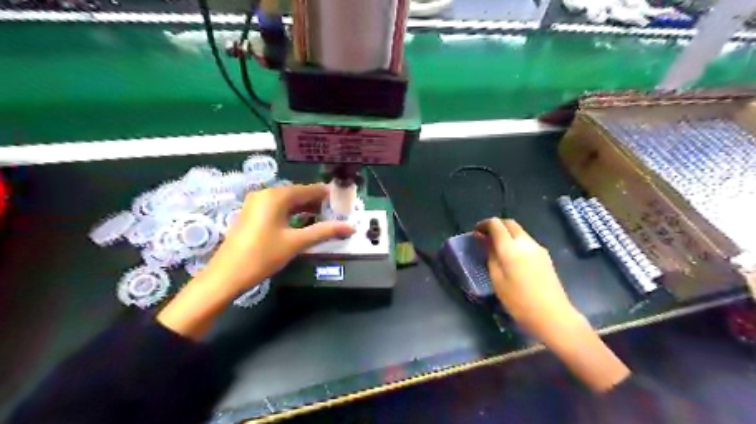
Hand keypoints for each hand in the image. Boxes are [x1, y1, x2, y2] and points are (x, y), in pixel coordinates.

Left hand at [158, 184, 356, 338]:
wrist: (226, 276)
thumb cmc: (263, 255)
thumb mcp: (296, 242)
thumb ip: (324, 231)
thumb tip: (350, 227)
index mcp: (276, 196)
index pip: (309, 189)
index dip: (327, 195)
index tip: (344, 201)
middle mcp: (265, 194)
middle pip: (298, 194)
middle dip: (317, 203)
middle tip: (336, 213)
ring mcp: (256, 204)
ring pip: (287, 202)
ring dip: (305, 209)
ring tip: (324, 219)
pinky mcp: (252, 214)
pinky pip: (277, 209)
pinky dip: (292, 214)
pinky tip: (302, 223)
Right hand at [474, 219, 630, 390]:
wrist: (553, 315)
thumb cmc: (518, 301)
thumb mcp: (497, 279)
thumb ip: (490, 255)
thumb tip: (483, 239)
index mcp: (511, 247)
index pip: (496, 224)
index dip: (484, 224)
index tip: (475, 233)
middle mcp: (526, 242)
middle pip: (509, 223)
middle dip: (496, 226)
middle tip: (484, 237)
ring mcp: (538, 248)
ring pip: (519, 231)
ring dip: (506, 233)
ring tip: (496, 248)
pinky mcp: (545, 256)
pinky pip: (526, 241)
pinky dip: (515, 241)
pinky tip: (511, 257)